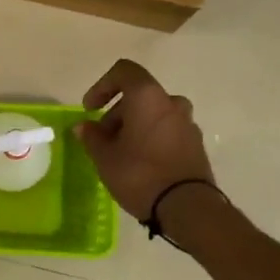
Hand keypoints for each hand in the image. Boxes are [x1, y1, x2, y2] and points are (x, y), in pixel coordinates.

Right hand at [74, 60, 214, 220]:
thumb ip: (92, 137)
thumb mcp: (105, 157)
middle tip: (102, 139)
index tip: (90, 109)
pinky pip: (167, 131)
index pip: (124, 71)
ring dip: (134, 126)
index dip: (102, 86)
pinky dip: (151, 138)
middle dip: (116, 112)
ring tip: (120, 153)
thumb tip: (84, 127)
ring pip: (154, 114)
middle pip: (139, 95)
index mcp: (148, 97)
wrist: (187, 207)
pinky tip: (140, 163)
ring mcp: (187, 123)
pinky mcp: (196, 144)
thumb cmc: (140, 174)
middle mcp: (171, 103)